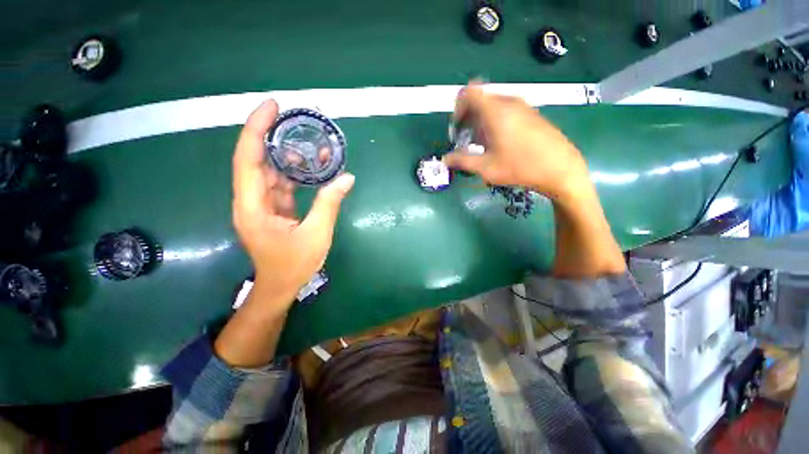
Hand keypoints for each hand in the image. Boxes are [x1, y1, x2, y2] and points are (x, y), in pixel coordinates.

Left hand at [233, 100, 354, 305]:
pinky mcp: (274, 208)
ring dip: (287, 155)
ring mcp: (262, 204)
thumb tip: (347, 178)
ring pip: (270, 171)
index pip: (248, 160)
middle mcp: (252, 200)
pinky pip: (281, 183)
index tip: (272, 107)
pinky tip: (312, 165)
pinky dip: (295, 173)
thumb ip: (329, 204)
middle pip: (256, 160)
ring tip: (309, 140)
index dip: (256, 130)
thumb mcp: (316, 234)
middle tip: (292, 115)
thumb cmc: (294, 264)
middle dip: (271, 134)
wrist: (281, 285)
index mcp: (253, 207)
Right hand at [444, 84, 590, 200]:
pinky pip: (506, 110)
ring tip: (482, 145)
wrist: (560, 168)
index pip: (469, 92)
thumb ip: (462, 161)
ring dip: (481, 121)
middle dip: (468, 118)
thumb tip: (444, 159)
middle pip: (480, 99)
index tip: (457, 128)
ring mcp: (522, 106)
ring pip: (492, 105)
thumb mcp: (486, 168)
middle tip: (466, 140)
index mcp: (495, 111)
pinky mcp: (531, 113)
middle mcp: (508, 102)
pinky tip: (499, 143)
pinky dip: (495, 121)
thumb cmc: (520, 167)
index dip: (458, 107)